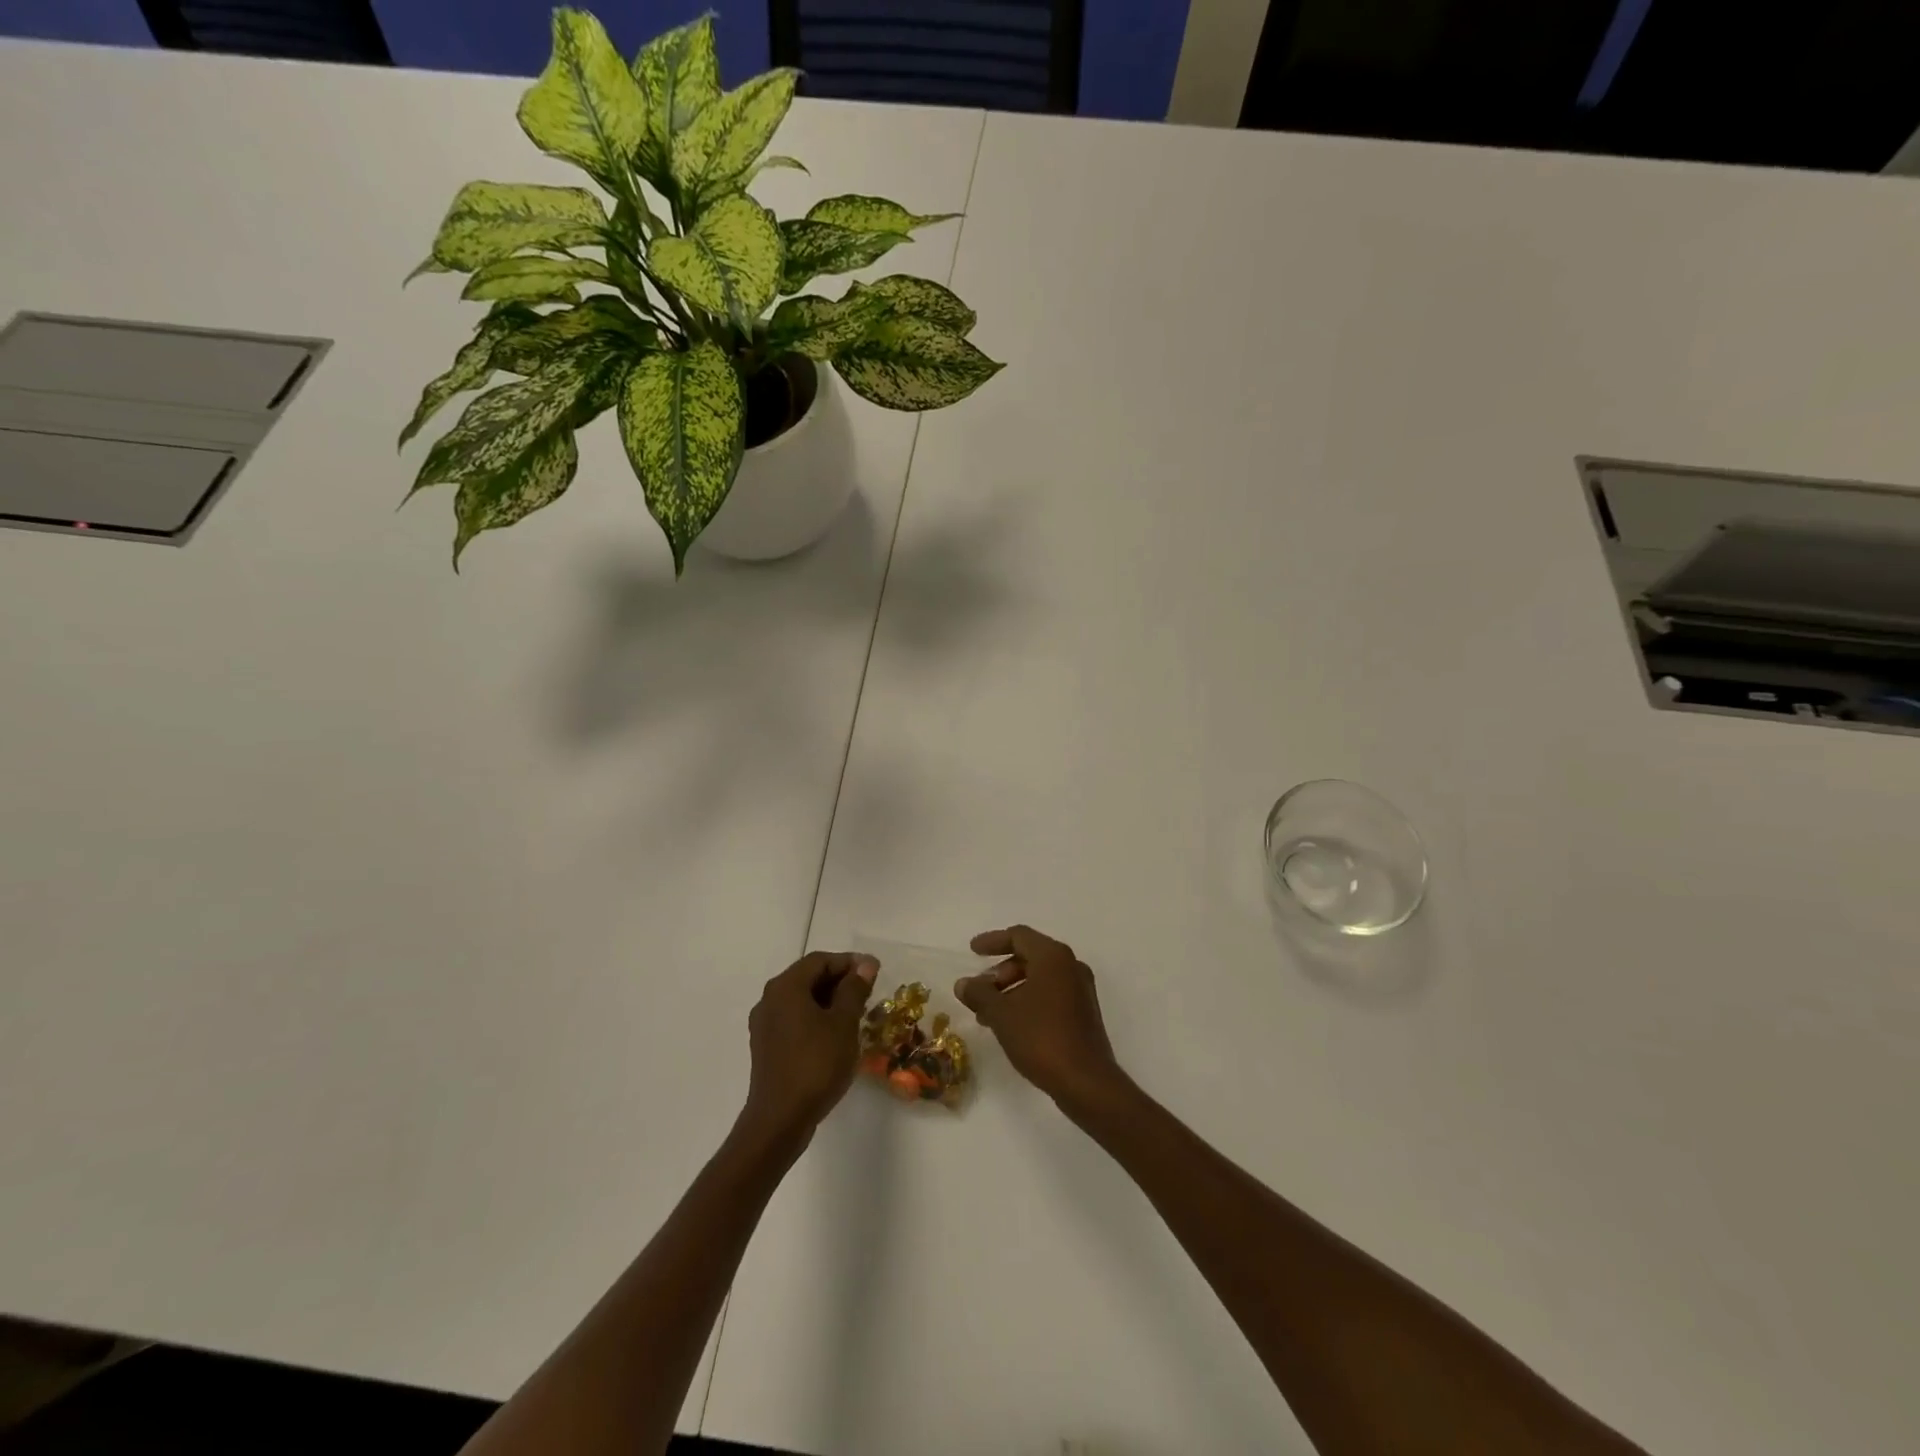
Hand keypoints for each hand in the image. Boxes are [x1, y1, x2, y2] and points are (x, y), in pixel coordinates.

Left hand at [742, 951, 878, 1144]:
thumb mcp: (844, 1024)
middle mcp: (770, 999)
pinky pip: (794, 1019)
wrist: (780, 1120)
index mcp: (786, 987)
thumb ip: (854, 989)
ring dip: (829, 1001)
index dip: (849, 962)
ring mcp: (764, 1024)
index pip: (820, 960)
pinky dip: (816, 1018)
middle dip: (840, 981)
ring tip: (857, 1014)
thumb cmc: (816, 1064)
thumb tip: (865, 964)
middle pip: (808, 977)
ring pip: (801, 1000)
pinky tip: (835, 1035)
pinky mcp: (766, 1046)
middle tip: (868, 993)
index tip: (875, 973)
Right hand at [956, 925, 1126, 1115]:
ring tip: (988, 1014)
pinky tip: (1010, 1025)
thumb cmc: (1041, 1037)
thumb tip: (963, 983)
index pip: (1018, 936)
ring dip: (1011, 990)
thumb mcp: (1001, 1014)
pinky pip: (1050, 994)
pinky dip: (1027, 1000)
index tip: (972, 951)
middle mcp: (1070, 966)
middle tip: (979, 991)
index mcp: (1053, 957)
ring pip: (1039, 978)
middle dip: (1000, 972)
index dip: (992, 941)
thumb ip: (979, 993)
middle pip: (1029, 956)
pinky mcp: (1083, 1012)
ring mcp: (1080, 989)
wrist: (1086, 1081)